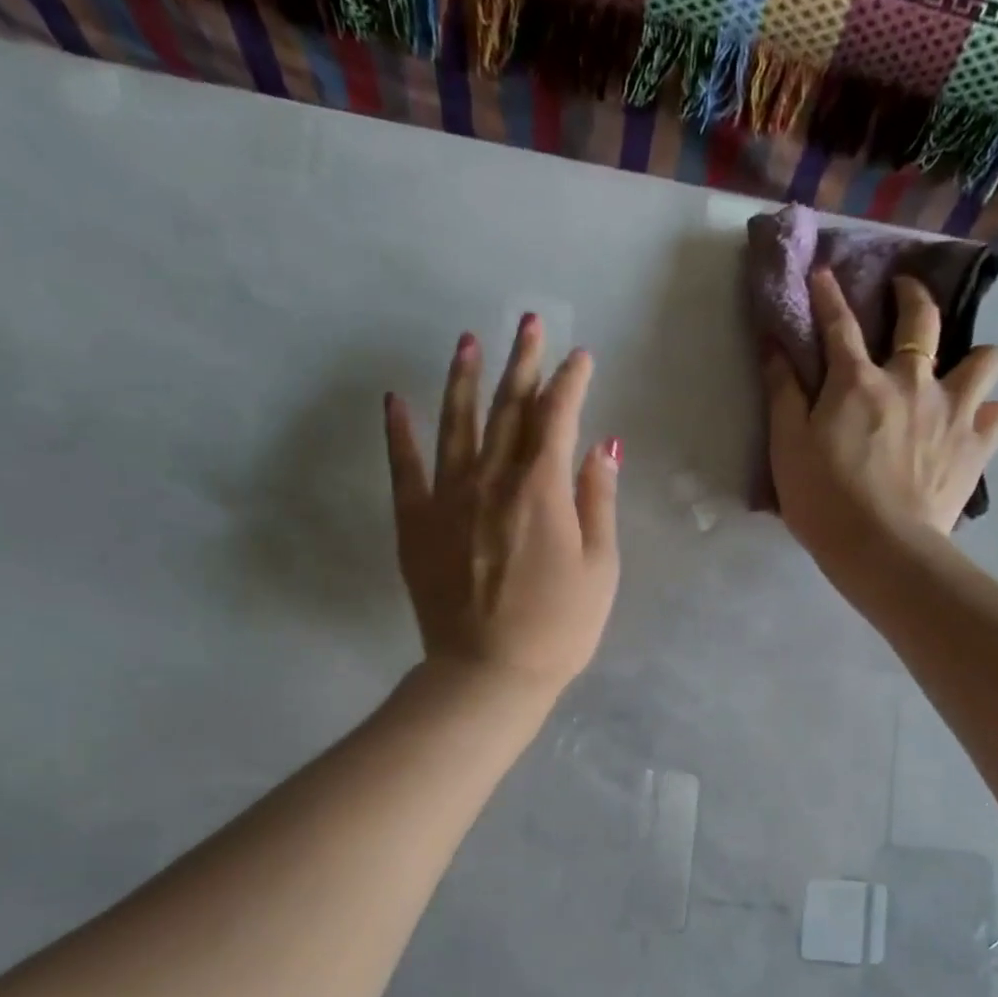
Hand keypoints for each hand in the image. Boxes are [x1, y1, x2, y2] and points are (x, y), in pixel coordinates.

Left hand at [384, 315, 620, 695]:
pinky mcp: (415, 524)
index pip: (558, 418)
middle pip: (509, 409)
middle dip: (523, 362)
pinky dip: (399, 433)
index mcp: (542, 490)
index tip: (581, 357)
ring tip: (467, 341)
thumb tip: (602, 447)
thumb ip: (598, 502)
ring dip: (463, 379)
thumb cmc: (558, 628)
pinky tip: (395, 401)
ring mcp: (447, 498)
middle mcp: (492, 480)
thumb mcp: (600, 569)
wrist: (489, 673)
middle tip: (530, 322)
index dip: (571, 382)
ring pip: (456, 424)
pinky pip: (404, 467)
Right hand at [765, 268, 997, 568]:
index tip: (823, 273)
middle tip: (905, 293)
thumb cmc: (823, 500)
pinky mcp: (976, 446)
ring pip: (983, 359)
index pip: (839, 325)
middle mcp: (911, 382)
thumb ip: (782, 393)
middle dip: (912, 295)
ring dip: (971, 358)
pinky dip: (987, 414)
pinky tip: (973, 425)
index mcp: (858, 383)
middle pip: (921, 320)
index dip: (828, 295)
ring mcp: (952, 411)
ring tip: (957, 374)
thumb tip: (774, 346)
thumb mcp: (786, 447)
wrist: (881, 548)